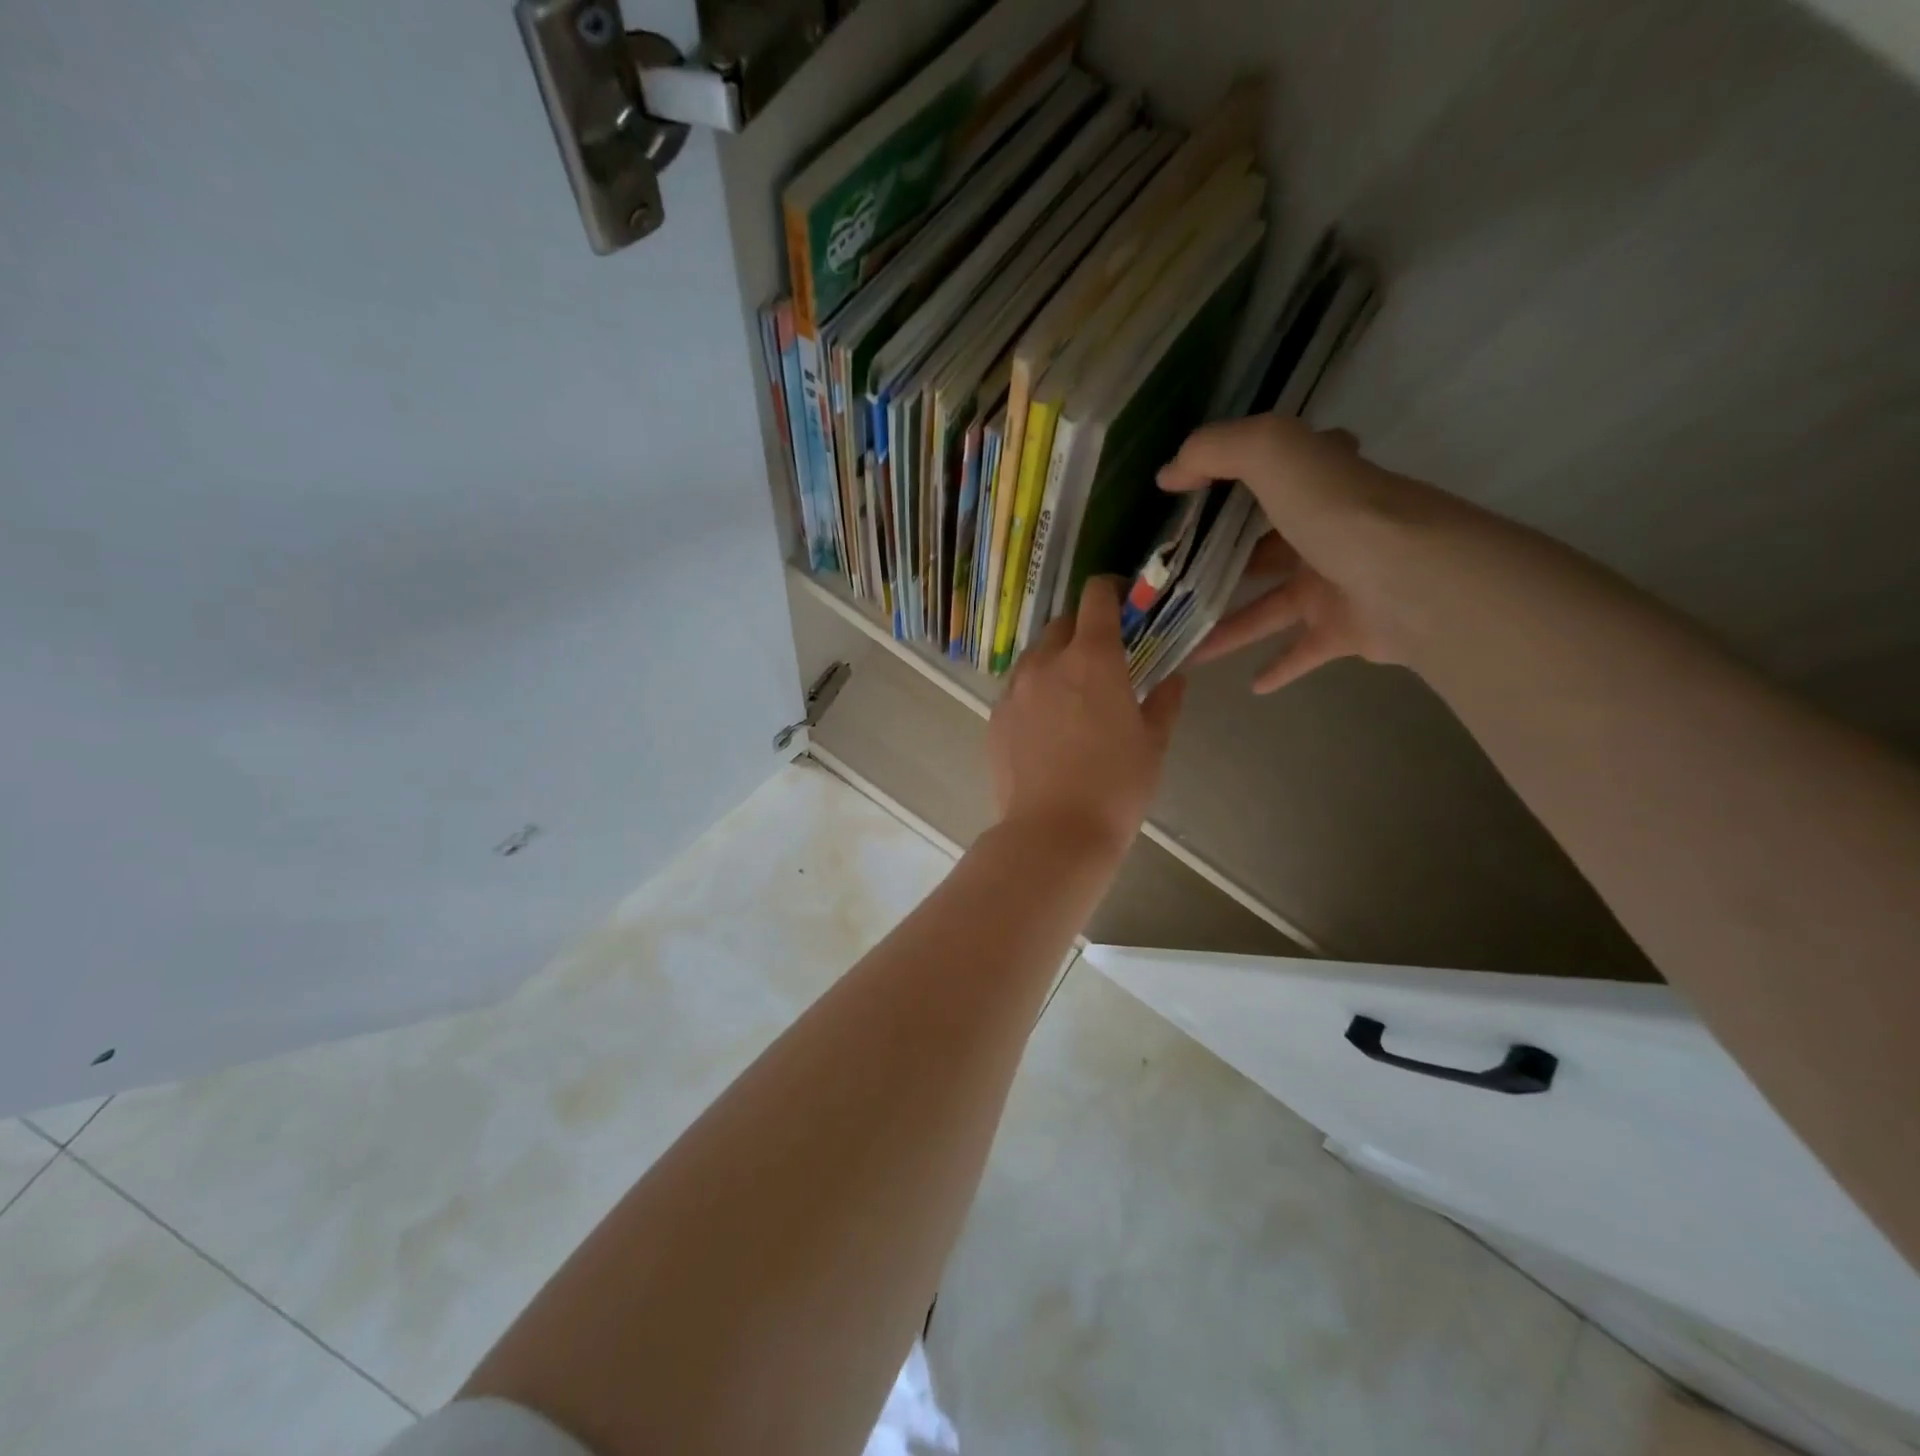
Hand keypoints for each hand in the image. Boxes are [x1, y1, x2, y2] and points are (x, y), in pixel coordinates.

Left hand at [988, 577, 1185, 852]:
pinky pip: (1017, 688)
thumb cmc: (1115, 787)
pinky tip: (1047, 724)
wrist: (1053, 833)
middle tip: (1103, 658)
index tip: (1125, 603)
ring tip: (1072, 693)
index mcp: (1092, 658)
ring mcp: (1014, 689)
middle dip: (1084, 629)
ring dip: (1056, 660)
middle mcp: (1047, 662)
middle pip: (1062, 623)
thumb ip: (1165, 701)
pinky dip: (1034, 691)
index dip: (1112, 590)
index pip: (1096, 596)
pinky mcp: (995, 716)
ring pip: (1035, 655)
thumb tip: (1173, 678)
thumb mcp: (1153, 743)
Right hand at [1157, 414, 1458, 692]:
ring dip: (1229, 626)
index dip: (1239, 476)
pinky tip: (1249, 685)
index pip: (1277, 471)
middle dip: (1222, 563)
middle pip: (1265, 548)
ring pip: (1269, 607)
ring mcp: (1337, 584)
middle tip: (1174, 583)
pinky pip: (1302, 651)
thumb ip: (1215, 451)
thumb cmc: (1339, 513)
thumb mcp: (1272, 454)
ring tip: (1184, 644)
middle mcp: (1327, 532)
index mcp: (1316, 486)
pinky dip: (1278, 667)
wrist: (1414, 581)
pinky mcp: (1345, 630)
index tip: (1195, 496)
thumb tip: (1168, 474)